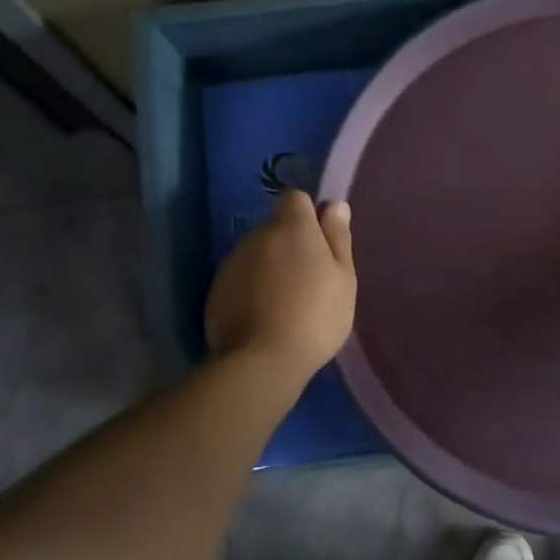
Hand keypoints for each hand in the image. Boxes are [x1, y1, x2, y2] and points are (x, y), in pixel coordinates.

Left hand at [205, 191, 355, 378]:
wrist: (262, 361)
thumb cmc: (316, 316)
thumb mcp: (343, 278)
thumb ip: (338, 238)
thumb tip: (335, 205)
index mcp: (293, 228)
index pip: (295, 198)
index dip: (308, 214)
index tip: (320, 240)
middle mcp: (258, 235)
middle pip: (276, 228)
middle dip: (290, 245)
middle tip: (309, 279)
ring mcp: (233, 262)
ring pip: (257, 253)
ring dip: (270, 266)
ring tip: (286, 302)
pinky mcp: (216, 289)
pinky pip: (241, 278)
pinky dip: (252, 288)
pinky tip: (265, 316)